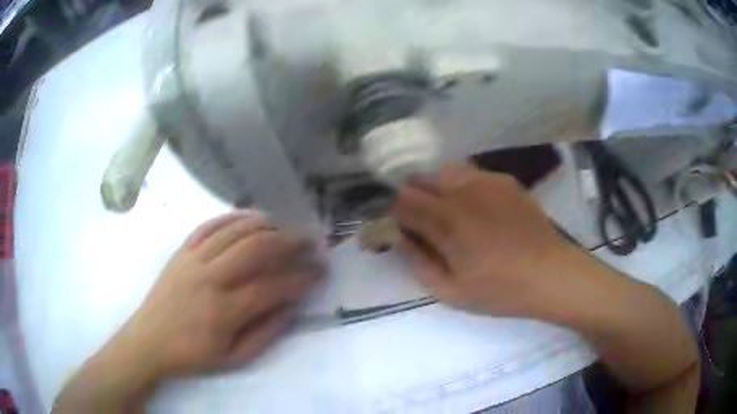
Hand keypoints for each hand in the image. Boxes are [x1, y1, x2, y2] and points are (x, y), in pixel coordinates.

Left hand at [55, 211, 325, 412]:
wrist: (149, 340)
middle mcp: (210, 278)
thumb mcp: (234, 358)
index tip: (320, 272)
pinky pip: (209, 225)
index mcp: (224, 311)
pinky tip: (250, 217)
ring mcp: (193, 259)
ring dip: (266, 225)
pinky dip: (232, 217)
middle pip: (256, 248)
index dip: (301, 277)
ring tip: (286, 228)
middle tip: (310, 243)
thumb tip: (292, 307)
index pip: (272, 286)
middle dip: (290, 243)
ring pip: (234, 231)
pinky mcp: (182, 251)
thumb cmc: (192, 354)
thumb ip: (266, 334)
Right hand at [392, 163, 573, 318]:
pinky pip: (470, 174)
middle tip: (420, 223)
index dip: (391, 214)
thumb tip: (400, 239)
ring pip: (443, 171)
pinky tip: (477, 209)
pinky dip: (461, 187)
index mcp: (446, 220)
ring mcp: (486, 180)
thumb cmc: (501, 290)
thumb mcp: (451, 291)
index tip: (396, 228)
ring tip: (448, 213)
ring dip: (435, 189)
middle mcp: (462, 190)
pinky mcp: (504, 180)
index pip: (400, 202)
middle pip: (418, 180)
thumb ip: (418, 262)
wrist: (551, 274)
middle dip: (410, 198)